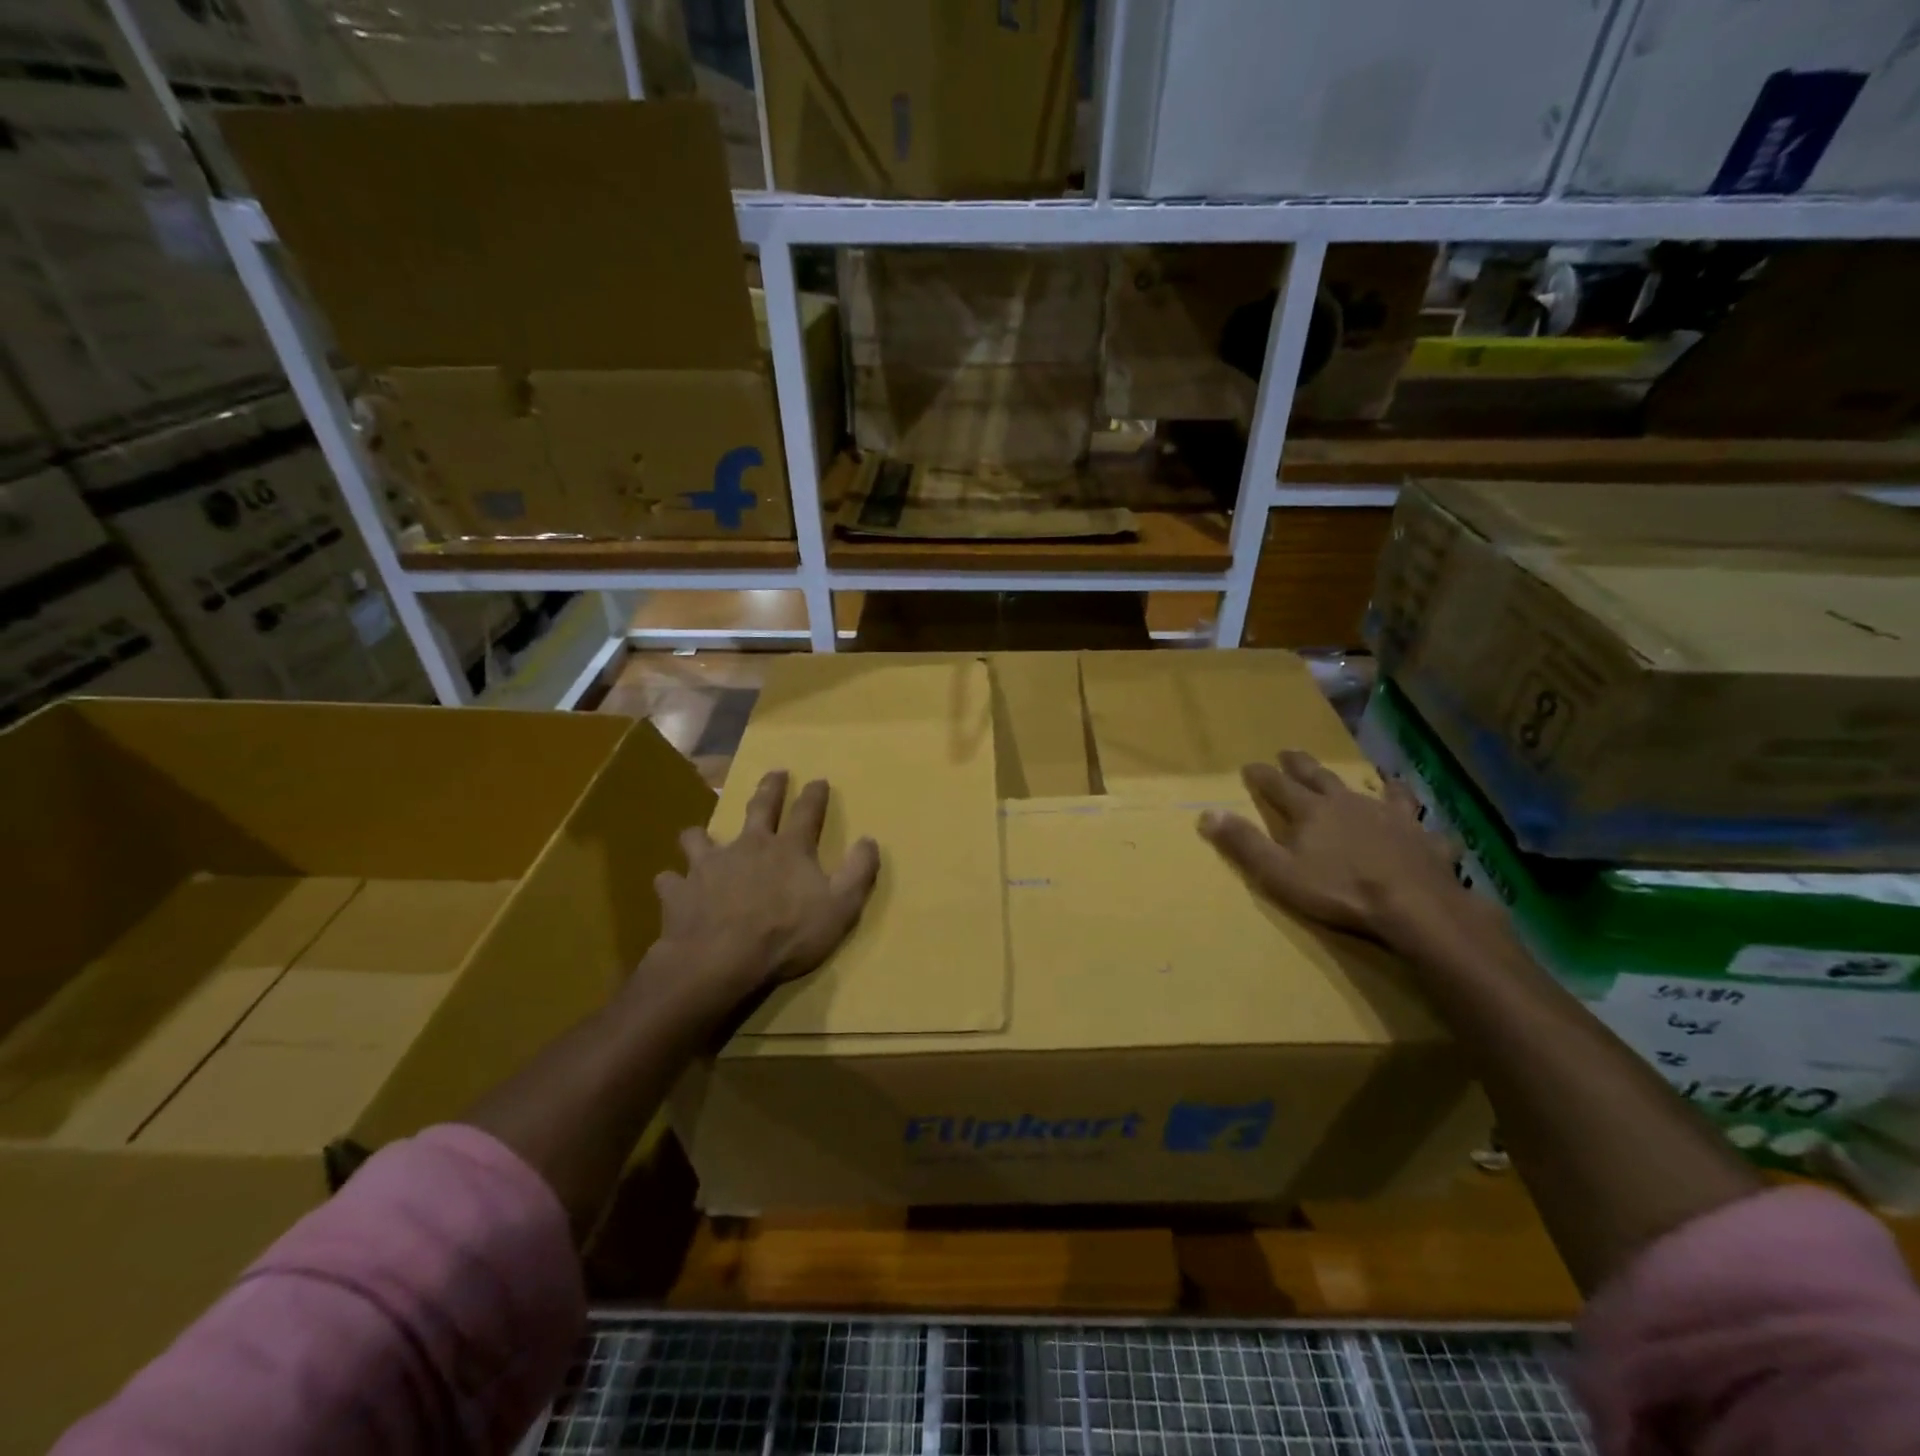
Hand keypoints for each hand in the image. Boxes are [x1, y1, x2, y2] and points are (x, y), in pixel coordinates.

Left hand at [651, 770, 879, 1005]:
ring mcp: (709, 865)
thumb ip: (858, 873)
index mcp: (788, 849)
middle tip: (775, 773)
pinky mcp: (679, 890)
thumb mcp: (840, 908)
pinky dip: (673, 883)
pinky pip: (670, 880)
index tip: (818, 780)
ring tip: (699, 837)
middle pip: (759, 807)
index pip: (807, 812)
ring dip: (701, 836)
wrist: (720, 961)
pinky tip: (673, 888)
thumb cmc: (786, 936)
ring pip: (700, 838)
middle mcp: (748, 846)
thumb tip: (870, 840)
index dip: (815, 795)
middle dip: (770, 788)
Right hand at [1198, 750, 1468, 950]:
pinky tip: (1424, 822)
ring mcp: (1389, 816)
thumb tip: (1207, 813)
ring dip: (1367, 782)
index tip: (1249, 765)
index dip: (1262, 776)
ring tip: (1372, 775)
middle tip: (1290, 752)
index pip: (1278, 786)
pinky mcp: (1421, 836)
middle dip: (1301, 765)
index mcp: (1311, 812)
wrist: (1413, 905)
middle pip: (1320, 777)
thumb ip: (1244, 843)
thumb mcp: (1278, 872)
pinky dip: (1417, 818)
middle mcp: (1348, 803)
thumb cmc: (1339, 890)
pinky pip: (1419, 821)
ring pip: (1375, 790)